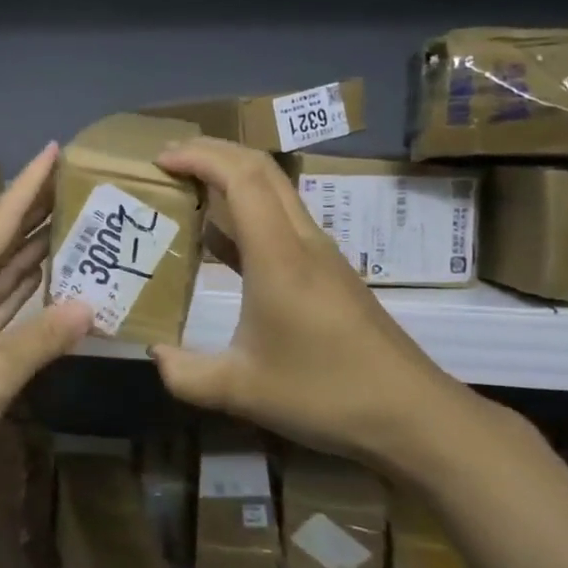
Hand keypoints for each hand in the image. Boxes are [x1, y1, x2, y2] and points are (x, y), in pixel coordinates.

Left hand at [0, 145, 92, 479]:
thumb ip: (46, 335)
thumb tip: (90, 306)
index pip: (0, 215)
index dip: (30, 181)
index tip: (54, 149)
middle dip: (35, 211)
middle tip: (76, 186)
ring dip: (28, 249)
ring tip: (69, 225)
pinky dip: (16, 288)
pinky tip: (41, 280)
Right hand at [149, 139, 487, 477]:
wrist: (412, 415)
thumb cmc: (325, 394)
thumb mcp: (241, 390)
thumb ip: (186, 374)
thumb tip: (156, 354)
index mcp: (279, 256)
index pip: (241, 178)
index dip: (200, 157)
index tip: (160, 160)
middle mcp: (302, 242)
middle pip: (261, 170)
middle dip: (213, 152)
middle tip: (168, 161)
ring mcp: (321, 256)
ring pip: (275, 193)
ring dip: (232, 179)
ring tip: (188, 188)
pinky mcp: (329, 274)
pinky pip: (282, 223)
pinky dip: (246, 215)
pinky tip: (220, 241)